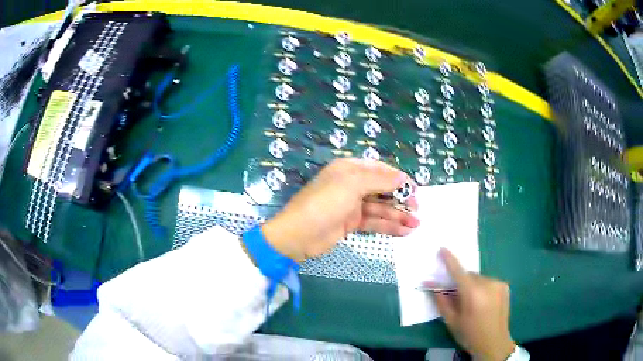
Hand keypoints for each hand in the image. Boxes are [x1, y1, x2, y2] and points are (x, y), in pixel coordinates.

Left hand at [262, 158, 419, 261]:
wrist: (299, 235)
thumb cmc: (325, 203)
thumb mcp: (352, 185)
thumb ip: (379, 180)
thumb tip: (402, 178)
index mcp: (349, 169)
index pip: (379, 169)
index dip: (398, 178)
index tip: (414, 189)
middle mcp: (352, 185)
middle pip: (382, 189)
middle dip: (401, 198)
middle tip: (417, 209)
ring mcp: (352, 205)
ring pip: (380, 208)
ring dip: (398, 215)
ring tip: (416, 224)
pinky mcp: (351, 223)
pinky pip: (374, 222)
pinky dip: (388, 226)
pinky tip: (404, 231)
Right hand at [433, 248, 514, 360]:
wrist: (494, 343)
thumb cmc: (469, 334)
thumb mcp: (451, 321)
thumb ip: (442, 301)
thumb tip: (432, 286)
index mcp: (472, 294)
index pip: (458, 272)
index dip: (449, 260)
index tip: (442, 249)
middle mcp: (487, 284)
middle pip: (469, 275)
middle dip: (461, 282)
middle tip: (456, 296)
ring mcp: (498, 284)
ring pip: (479, 279)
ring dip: (472, 285)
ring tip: (472, 303)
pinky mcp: (505, 286)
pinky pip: (488, 282)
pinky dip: (482, 288)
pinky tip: (483, 302)